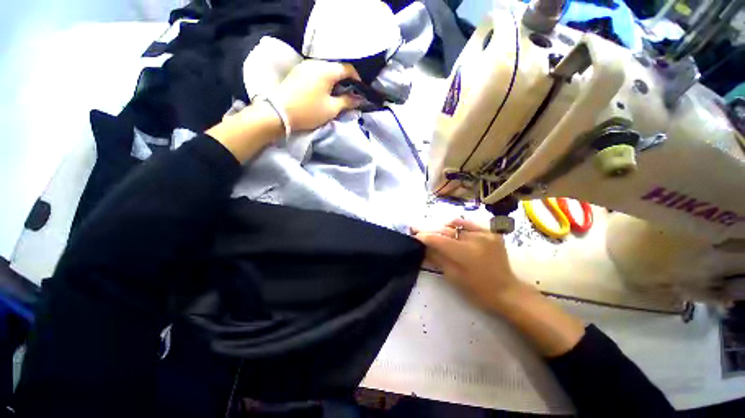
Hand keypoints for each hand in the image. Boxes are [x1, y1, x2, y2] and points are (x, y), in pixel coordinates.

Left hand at [272, 60, 361, 132]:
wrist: (278, 112)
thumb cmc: (309, 111)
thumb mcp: (331, 109)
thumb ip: (347, 101)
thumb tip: (359, 99)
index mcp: (327, 69)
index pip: (348, 68)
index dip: (357, 79)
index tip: (360, 91)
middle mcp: (316, 62)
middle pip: (336, 67)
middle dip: (346, 80)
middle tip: (349, 94)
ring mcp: (305, 65)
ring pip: (326, 69)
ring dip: (335, 80)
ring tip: (338, 94)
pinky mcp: (298, 72)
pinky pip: (317, 71)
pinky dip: (324, 79)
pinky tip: (325, 91)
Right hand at [415, 219, 584, 356]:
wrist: (506, 291)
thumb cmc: (477, 290)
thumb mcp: (453, 276)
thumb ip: (437, 258)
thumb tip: (423, 246)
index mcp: (465, 253)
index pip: (438, 240)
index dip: (424, 236)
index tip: (413, 234)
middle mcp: (475, 239)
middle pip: (446, 230)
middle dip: (430, 230)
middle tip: (418, 229)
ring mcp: (485, 234)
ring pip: (456, 225)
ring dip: (442, 227)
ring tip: (434, 230)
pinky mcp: (492, 233)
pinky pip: (470, 224)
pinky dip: (458, 224)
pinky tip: (451, 227)